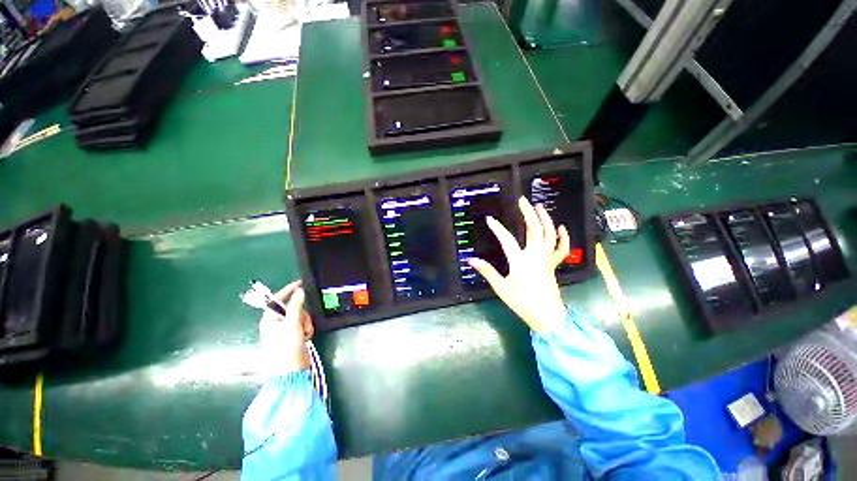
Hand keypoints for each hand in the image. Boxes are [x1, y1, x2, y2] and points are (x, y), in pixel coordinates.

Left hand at [258, 280, 313, 372]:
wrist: (291, 370)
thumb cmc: (286, 346)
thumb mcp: (292, 323)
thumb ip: (296, 305)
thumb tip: (299, 290)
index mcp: (270, 319)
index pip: (278, 299)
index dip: (289, 290)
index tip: (300, 283)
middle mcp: (276, 323)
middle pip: (294, 307)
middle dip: (302, 314)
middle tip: (302, 323)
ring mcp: (286, 330)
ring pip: (301, 316)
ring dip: (305, 323)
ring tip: (304, 333)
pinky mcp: (294, 336)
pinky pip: (304, 324)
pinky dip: (307, 328)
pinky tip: (306, 337)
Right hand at [468, 197, 569, 332]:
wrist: (548, 317)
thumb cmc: (523, 303)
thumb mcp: (502, 288)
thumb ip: (488, 272)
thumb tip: (472, 260)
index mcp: (520, 262)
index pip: (507, 240)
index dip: (497, 228)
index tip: (490, 219)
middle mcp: (535, 256)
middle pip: (535, 230)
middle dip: (529, 213)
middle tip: (523, 200)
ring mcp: (547, 259)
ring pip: (550, 235)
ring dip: (546, 219)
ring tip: (539, 206)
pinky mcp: (554, 264)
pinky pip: (561, 249)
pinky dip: (563, 237)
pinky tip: (561, 227)